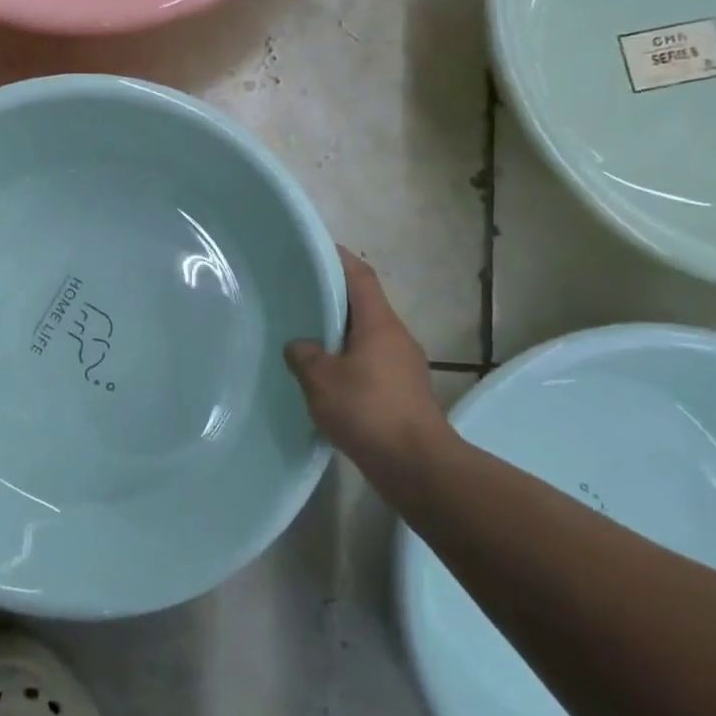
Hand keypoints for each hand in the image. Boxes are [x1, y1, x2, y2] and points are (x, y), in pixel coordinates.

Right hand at [284, 248, 453, 475]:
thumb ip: (304, 355)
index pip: (360, 276)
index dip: (338, 259)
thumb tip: (300, 346)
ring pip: (366, 336)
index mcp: (379, 324)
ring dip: (339, 333)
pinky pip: (370, 363)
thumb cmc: (368, 411)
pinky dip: (348, 361)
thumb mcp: (321, 380)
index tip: (314, 249)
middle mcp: (396, 337)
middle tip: (298, 295)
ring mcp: (404, 366)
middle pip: (364, 305)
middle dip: (333, 298)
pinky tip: (325, 378)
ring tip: (306, 337)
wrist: (417, 465)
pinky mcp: (403, 392)